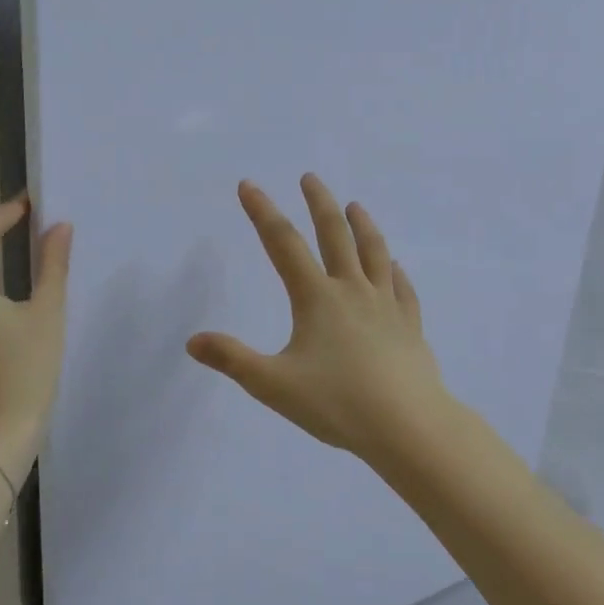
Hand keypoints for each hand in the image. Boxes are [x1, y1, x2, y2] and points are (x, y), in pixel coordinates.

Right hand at [187, 174, 457, 468]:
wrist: (408, 426)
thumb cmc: (337, 404)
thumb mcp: (273, 385)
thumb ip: (232, 360)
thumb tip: (193, 341)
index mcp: (317, 299)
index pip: (284, 245)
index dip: (263, 212)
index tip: (249, 185)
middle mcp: (353, 291)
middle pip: (335, 236)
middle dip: (319, 204)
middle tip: (310, 178)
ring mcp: (387, 307)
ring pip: (374, 254)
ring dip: (363, 226)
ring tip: (355, 205)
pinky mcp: (411, 328)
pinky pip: (403, 290)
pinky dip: (395, 272)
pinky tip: (395, 267)